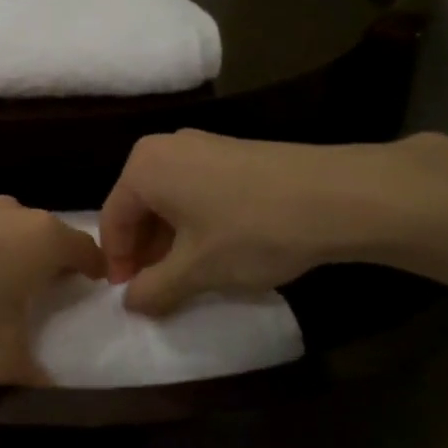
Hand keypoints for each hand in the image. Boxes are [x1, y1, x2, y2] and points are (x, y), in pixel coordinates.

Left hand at [0, 196, 106, 384]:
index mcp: (43, 239)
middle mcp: (12, 212)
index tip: (92, 290)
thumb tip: (51, 389)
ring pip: (2, 230)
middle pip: (44, 236)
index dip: (94, 271)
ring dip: (3, 255)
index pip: (86, 249)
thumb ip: (34, 377)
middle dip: (47, 264)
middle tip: (41, 297)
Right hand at [99, 130, 447, 314]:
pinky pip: (195, 189)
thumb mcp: (196, 270)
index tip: (130, 296)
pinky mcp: (233, 152)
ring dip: (170, 240)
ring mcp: (202, 145)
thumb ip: (153, 288)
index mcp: (143, 167)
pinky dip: (195, 222)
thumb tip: (130, 301)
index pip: (112, 219)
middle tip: (157, 288)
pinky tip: (218, 249)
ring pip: (169, 199)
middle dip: (144, 250)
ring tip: (188, 274)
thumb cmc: (250, 232)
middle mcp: (165, 147)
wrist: (335, 197)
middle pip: (138, 206)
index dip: (117, 262)